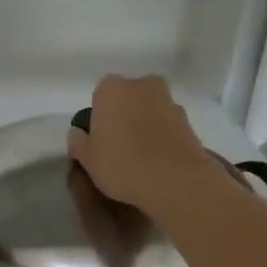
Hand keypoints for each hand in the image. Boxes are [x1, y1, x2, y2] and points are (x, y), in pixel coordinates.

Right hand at [67, 75, 220, 214]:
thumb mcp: (88, 160)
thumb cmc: (122, 165)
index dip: (99, 116)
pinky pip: (167, 124)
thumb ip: (78, 142)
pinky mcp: (189, 120)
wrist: (176, 181)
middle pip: (128, 97)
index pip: (100, 94)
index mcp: (112, 89)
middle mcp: (142, 86)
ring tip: (140, 156)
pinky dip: (161, 135)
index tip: (99, 138)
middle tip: (118, 145)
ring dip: (144, 124)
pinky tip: (157, 160)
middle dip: (123, 115)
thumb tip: (78, 133)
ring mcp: (169, 100)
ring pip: (149, 109)